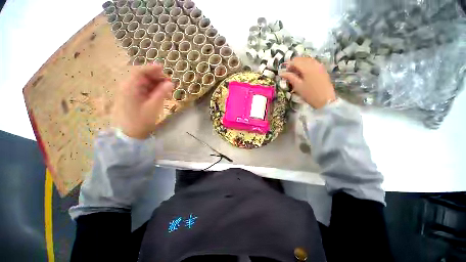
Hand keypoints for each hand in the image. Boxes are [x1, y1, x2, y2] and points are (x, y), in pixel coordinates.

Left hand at [112, 64, 173, 138]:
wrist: (132, 133)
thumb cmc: (141, 120)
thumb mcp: (153, 106)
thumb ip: (162, 93)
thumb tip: (171, 83)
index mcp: (130, 88)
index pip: (139, 72)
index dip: (151, 68)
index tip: (164, 68)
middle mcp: (129, 87)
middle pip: (143, 76)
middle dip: (157, 77)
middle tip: (170, 83)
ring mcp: (132, 92)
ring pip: (146, 82)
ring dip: (157, 84)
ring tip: (168, 90)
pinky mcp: (136, 97)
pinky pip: (146, 89)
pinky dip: (155, 90)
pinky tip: (163, 94)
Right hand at [280, 57, 335, 108]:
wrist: (325, 100)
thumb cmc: (309, 94)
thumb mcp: (298, 86)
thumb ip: (290, 77)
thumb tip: (281, 73)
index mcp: (307, 67)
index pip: (295, 61)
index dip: (288, 65)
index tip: (284, 71)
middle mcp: (314, 64)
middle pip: (302, 59)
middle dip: (294, 64)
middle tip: (289, 72)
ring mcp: (319, 66)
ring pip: (308, 60)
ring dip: (300, 64)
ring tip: (296, 73)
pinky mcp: (322, 70)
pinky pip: (313, 63)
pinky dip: (306, 66)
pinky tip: (304, 73)